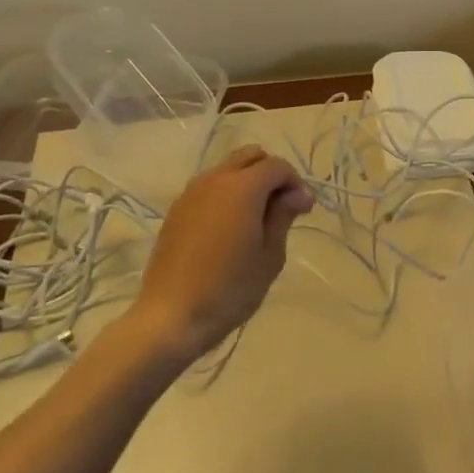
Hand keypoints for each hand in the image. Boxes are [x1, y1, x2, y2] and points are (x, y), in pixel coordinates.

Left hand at [129, 144, 312, 361]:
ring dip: (247, 182)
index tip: (301, 211)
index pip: (277, 166)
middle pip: (250, 156)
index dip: (295, 183)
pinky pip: (209, 187)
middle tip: (280, 208)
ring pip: (227, 168)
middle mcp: (215, 179)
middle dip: (270, 174)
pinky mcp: (177, 210)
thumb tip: (299, 194)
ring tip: (255, 219)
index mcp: (242, 187)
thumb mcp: (270, 255)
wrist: (171, 316)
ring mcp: (191, 193)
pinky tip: (229, 228)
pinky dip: (226, 194)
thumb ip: (284, 215)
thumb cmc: (230, 288)